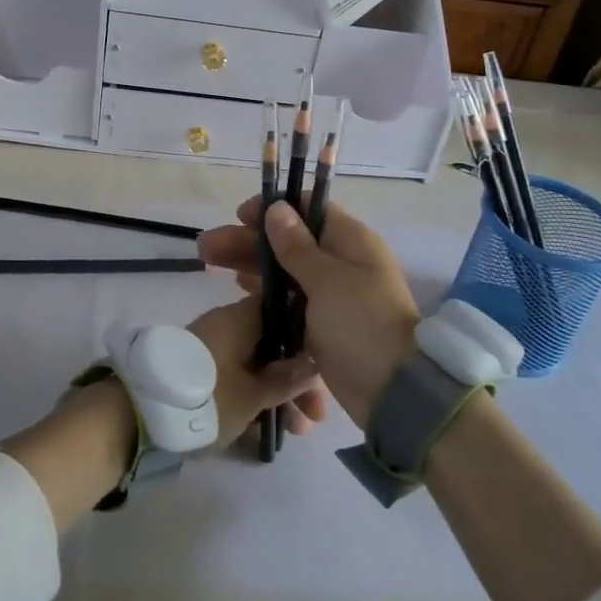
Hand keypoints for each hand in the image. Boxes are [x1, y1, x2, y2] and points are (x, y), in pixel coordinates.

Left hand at [187, 298, 328, 448]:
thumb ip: (286, 379)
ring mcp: (212, 348)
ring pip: (257, 364)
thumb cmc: (205, 399)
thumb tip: (314, 363)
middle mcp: (226, 326)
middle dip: (298, 377)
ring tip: (297, 432)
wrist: (137, 418)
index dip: (309, 332)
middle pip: (274, 343)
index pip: (283, 308)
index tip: (328, 363)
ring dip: (280, 393)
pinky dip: (256, 396)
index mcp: (239, 318)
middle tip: (317, 415)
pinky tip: (272, 428)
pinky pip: (239, 376)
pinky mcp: (200, 371)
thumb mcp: (252, 396)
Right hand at [198, 197, 419, 426]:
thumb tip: (278, 208)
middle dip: (248, 241)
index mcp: (351, 242)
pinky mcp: (323, 324)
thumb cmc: (361, 324)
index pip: (309, 209)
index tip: (240, 216)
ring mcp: (333, 295)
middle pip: (289, 241)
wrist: (394, 392)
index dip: (273, 209)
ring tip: (209, 264)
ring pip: (285, 270)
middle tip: (206, 247)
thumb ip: (297, 246)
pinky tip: (238, 289)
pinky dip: (265, 292)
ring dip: (250, 265)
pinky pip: (289, 299)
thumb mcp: (327, 280)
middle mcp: (342, 262)